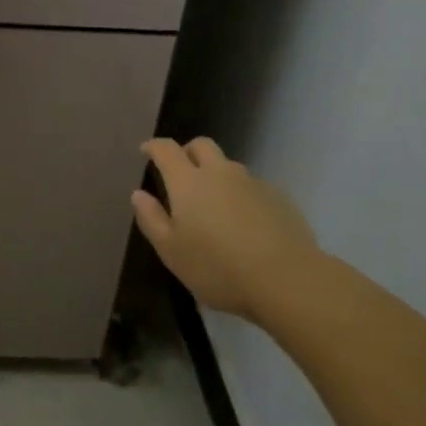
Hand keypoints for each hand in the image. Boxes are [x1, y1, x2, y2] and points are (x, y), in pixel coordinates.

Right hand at [132, 137, 322, 320]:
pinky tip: (245, 223)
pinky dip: (242, 195)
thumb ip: (152, 219)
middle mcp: (219, 172)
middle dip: (187, 151)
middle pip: (201, 145)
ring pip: (229, 166)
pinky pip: (252, 186)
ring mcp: (252, 183)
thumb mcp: (172, 252)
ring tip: (215, 204)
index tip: (146, 151)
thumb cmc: (218, 268)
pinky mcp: (278, 198)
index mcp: (188, 181)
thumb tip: (139, 194)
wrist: (287, 279)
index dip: (154, 146)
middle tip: (181, 172)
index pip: (166, 149)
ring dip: (217, 174)